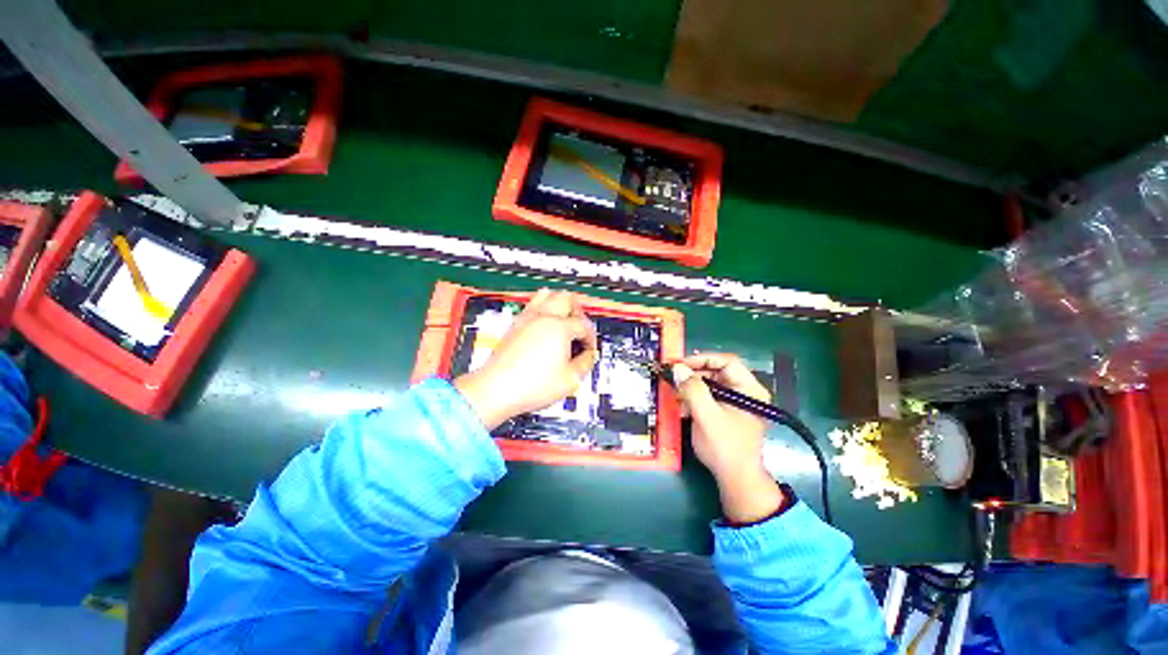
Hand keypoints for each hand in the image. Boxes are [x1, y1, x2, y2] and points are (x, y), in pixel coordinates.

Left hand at [455, 289, 597, 429]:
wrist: (496, 390)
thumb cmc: (529, 385)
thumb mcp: (570, 379)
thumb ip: (585, 363)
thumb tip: (589, 356)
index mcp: (559, 328)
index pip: (584, 324)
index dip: (591, 338)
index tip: (589, 349)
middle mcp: (543, 317)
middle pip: (567, 298)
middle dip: (578, 312)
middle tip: (580, 328)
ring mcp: (526, 319)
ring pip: (547, 295)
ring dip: (560, 304)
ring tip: (564, 320)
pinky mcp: (515, 325)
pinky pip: (533, 305)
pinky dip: (544, 309)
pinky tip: (545, 325)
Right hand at [673, 353, 785, 523]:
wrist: (735, 479)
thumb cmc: (725, 446)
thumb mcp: (706, 415)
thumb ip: (692, 389)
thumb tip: (677, 368)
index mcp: (749, 388)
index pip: (726, 362)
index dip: (702, 359)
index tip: (681, 365)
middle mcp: (745, 391)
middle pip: (716, 372)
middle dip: (693, 376)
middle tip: (674, 379)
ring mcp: (736, 402)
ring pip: (709, 384)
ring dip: (691, 389)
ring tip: (676, 397)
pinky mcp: (726, 412)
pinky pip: (708, 397)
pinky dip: (694, 399)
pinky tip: (682, 408)